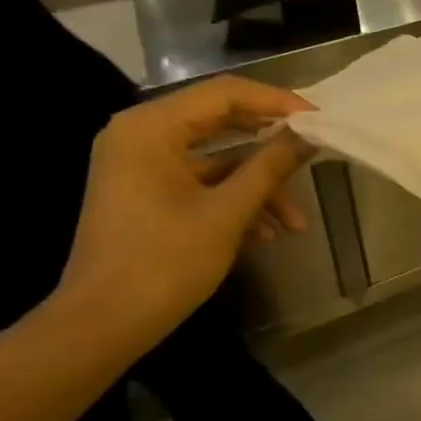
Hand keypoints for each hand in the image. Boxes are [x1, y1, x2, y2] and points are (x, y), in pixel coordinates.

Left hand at [56, 76, 313, 348]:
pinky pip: (200, 183)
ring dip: (258, 186)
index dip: (277, 103)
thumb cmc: (164, 263)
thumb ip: (270, 166)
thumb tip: (308, 135)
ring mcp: (141, 165)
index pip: (225, 93)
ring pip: (216, 160)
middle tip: (314, 153)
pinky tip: (265, 233)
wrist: (101, 326)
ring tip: (295, 223)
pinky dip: (234, 201)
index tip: (319, 120)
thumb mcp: (227, 213)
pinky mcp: (145, 193)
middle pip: (221, 122)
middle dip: (271, 146)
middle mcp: (141, 135)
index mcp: (151, 127)